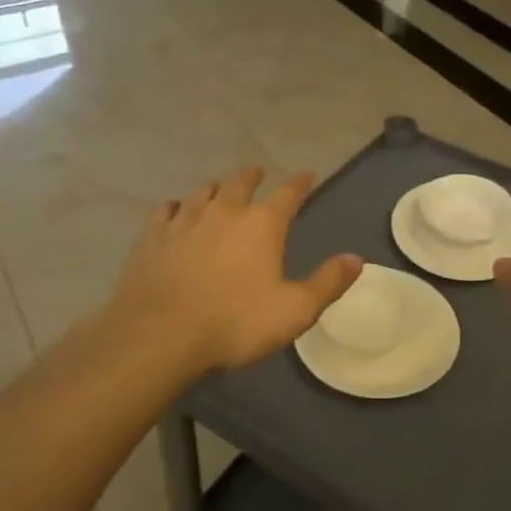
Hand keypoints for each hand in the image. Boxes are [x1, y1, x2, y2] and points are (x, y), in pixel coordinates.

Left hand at [99, 166, 361, 375]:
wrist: (160, 335)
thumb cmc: (235, 323)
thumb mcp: (295, 311)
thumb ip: (327, 282)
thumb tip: (356, 259)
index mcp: (263, 224)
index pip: (288, 194)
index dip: (300, 183)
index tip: (308, 175)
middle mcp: (225, 211)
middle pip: (241, 182)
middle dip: (253, 176)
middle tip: (258, 174)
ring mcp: (186, 220)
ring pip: (203, 191)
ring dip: (216, 188)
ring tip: (218, 190)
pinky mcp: (154, 236)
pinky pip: (168, 209)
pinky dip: (178, 207)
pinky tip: (176, 213)